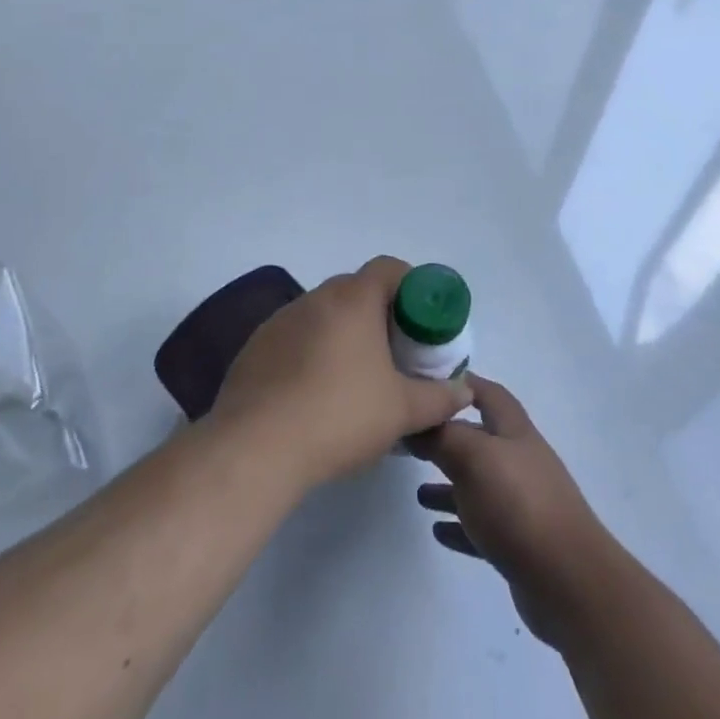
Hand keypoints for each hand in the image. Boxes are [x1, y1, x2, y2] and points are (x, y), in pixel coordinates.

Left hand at [213, 256, 470, 492]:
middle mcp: (315, 299)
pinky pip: (295, 337)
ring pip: (323, 314)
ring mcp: (280, 321)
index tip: (421, 320)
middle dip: (379, 313)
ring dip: (343, 333)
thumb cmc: (339, 417)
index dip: (411, 286)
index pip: (389, 268)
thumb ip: (440, 398)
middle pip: (356, 289)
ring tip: (356, 376)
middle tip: (395, 351)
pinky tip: (315, 393)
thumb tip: (464, 392)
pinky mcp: (255, 347)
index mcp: (353, 300)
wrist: (255, 449)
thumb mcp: (403, 411)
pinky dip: (312, 352)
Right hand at [407, 375, 616, 648]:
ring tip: (418, 494)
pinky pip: (482, 527)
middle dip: (447, 439)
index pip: (487, 394)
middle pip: (480, 440)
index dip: (460, 384)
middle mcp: (520, 460)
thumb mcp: (473, 458)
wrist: (568, 580)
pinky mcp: (519, 543)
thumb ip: (442, 436)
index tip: (425, 384)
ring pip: (478, 485)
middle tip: (410, 443)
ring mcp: (522, 503)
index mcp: (514, 431)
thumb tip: (417, 422)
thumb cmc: (518, 504)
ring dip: (450, 486)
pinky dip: (460, 525)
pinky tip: (438, 530)